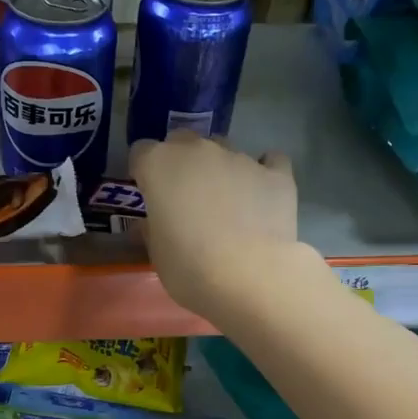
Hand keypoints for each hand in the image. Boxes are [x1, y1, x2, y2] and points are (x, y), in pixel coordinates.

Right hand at [130, 131, 313, 318]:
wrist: (250, 277)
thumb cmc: (189, 267)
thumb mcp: (157, 253)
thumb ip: (152, 227)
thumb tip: (153, 222)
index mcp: (159, 165)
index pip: (141, 151)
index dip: (144, 172)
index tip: (149, 194)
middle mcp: (198, 151)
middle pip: (182, 141)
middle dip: (180, 162)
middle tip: (185, 197)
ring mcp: (240, 157)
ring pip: (223, 150)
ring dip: (219, 168)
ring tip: (227, 202)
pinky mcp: (276, 173)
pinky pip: (269, 161)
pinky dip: (264, 172)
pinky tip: (262, 192)